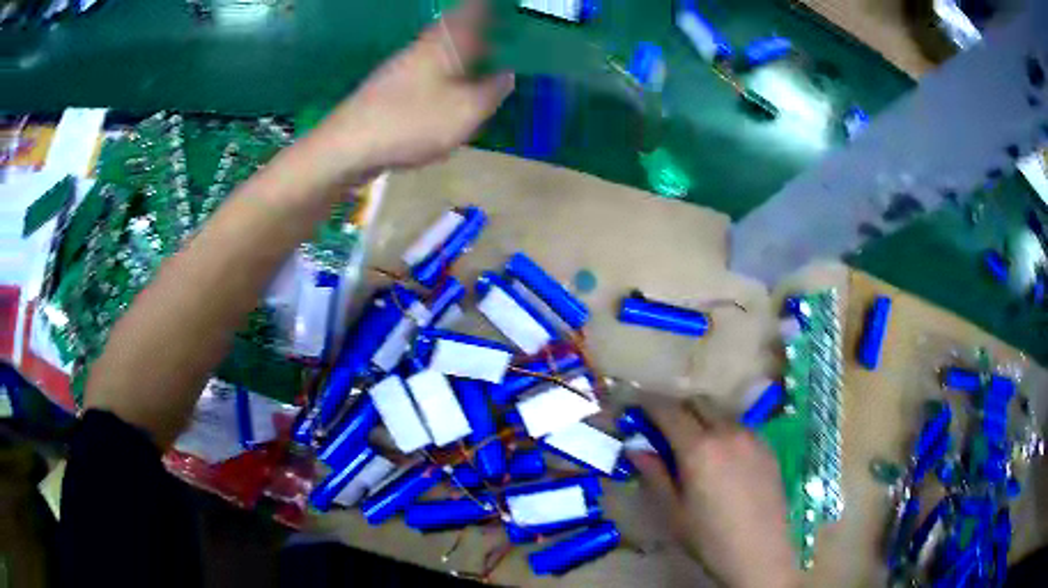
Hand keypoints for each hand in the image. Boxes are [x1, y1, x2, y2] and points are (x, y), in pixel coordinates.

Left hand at [311, 0, 513, 175]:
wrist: (349, 145)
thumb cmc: (413, 121)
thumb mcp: (467, 110)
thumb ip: (493, 91)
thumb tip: (508, 75)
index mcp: (445, 42)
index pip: (472, 11)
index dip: (488, 7)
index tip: (505, 7)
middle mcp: (423, 47)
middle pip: (456, 30)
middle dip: (480, 31)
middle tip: (504, 38)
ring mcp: (403, 67)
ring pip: (442, 52)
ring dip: (463, 55)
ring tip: (486, 65)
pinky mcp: (390, 89)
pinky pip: (429, 73)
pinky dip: (447, 76)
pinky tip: (454, 94)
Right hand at [628, 400, 800, 587]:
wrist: (759, 552)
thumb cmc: (709, 537)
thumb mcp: (673, 511)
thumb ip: (654, 475)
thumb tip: (636, 449)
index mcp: (699, 448)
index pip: (669, 411)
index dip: (649, 404)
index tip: (636, 407)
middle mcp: (727, 432)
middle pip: (698, 402)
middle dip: (677, 408)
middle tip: (662, 429)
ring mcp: (752, 437)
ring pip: (721, 413)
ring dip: (702, 419)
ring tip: (694, 446)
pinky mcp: (767, 448)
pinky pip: (740, 427)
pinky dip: (723, 431)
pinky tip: (722, 459)